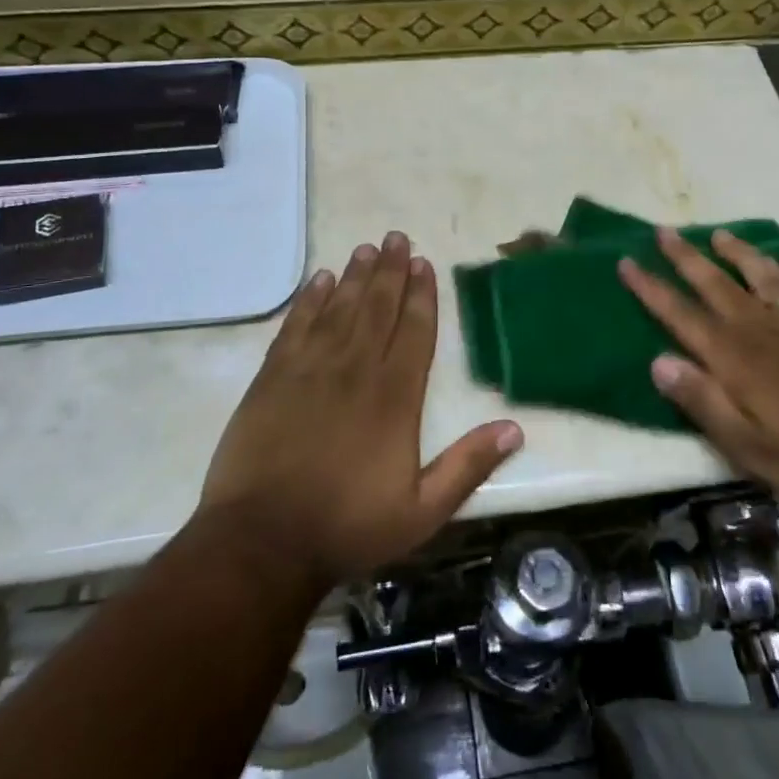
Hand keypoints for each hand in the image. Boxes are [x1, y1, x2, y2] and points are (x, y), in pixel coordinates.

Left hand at [199, 232, 523, 590]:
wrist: (263, 541)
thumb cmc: (347, 526)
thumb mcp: (422, 511)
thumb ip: (468, 466)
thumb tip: (515, 429)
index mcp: (395, 397)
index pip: (415, 331)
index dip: (421, 294)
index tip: (423, 263)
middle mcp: (356, 369)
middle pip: (378, 307)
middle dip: (390, 270)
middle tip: (396, 237)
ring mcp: (310, 368)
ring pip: (339, 308)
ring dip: (354, 276)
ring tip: (366, 248)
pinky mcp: (273, 377)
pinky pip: (296, 325)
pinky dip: (309, 300)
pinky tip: (319, 280)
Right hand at [617, 228, 778, 504]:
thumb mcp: (742, 443)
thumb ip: (699, 398)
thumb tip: (657, 360)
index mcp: (729, 355)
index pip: (678, 312)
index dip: (649, 286)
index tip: (626, 261)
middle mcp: (756, 326)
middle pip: (712, 282)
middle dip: (683, 256)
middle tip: (663, 230)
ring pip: (756, 274)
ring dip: (732, 252)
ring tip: (716, 234)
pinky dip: (778, 268)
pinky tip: (773, 262)